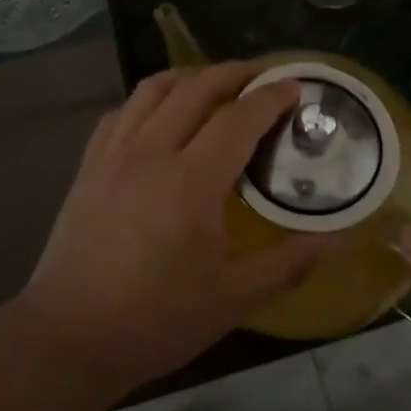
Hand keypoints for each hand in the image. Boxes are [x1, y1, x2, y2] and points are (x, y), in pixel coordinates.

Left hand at [17, 64, 341, 397]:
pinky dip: (148, 100)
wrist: (69, 337)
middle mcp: (152, 151)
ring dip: (189, 76)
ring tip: (213, 84)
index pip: (240, 118)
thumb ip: (290, 263)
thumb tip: (340, 238)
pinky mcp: (89, 165)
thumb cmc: (156, 320)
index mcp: (192, 180)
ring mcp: (114, 154)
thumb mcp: (234, 299)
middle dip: (233, 72)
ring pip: (153, 89)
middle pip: (196, 87)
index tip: (295, 86)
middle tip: (261, 77)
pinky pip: (122, 112)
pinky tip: (159, 116)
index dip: (271, 97)